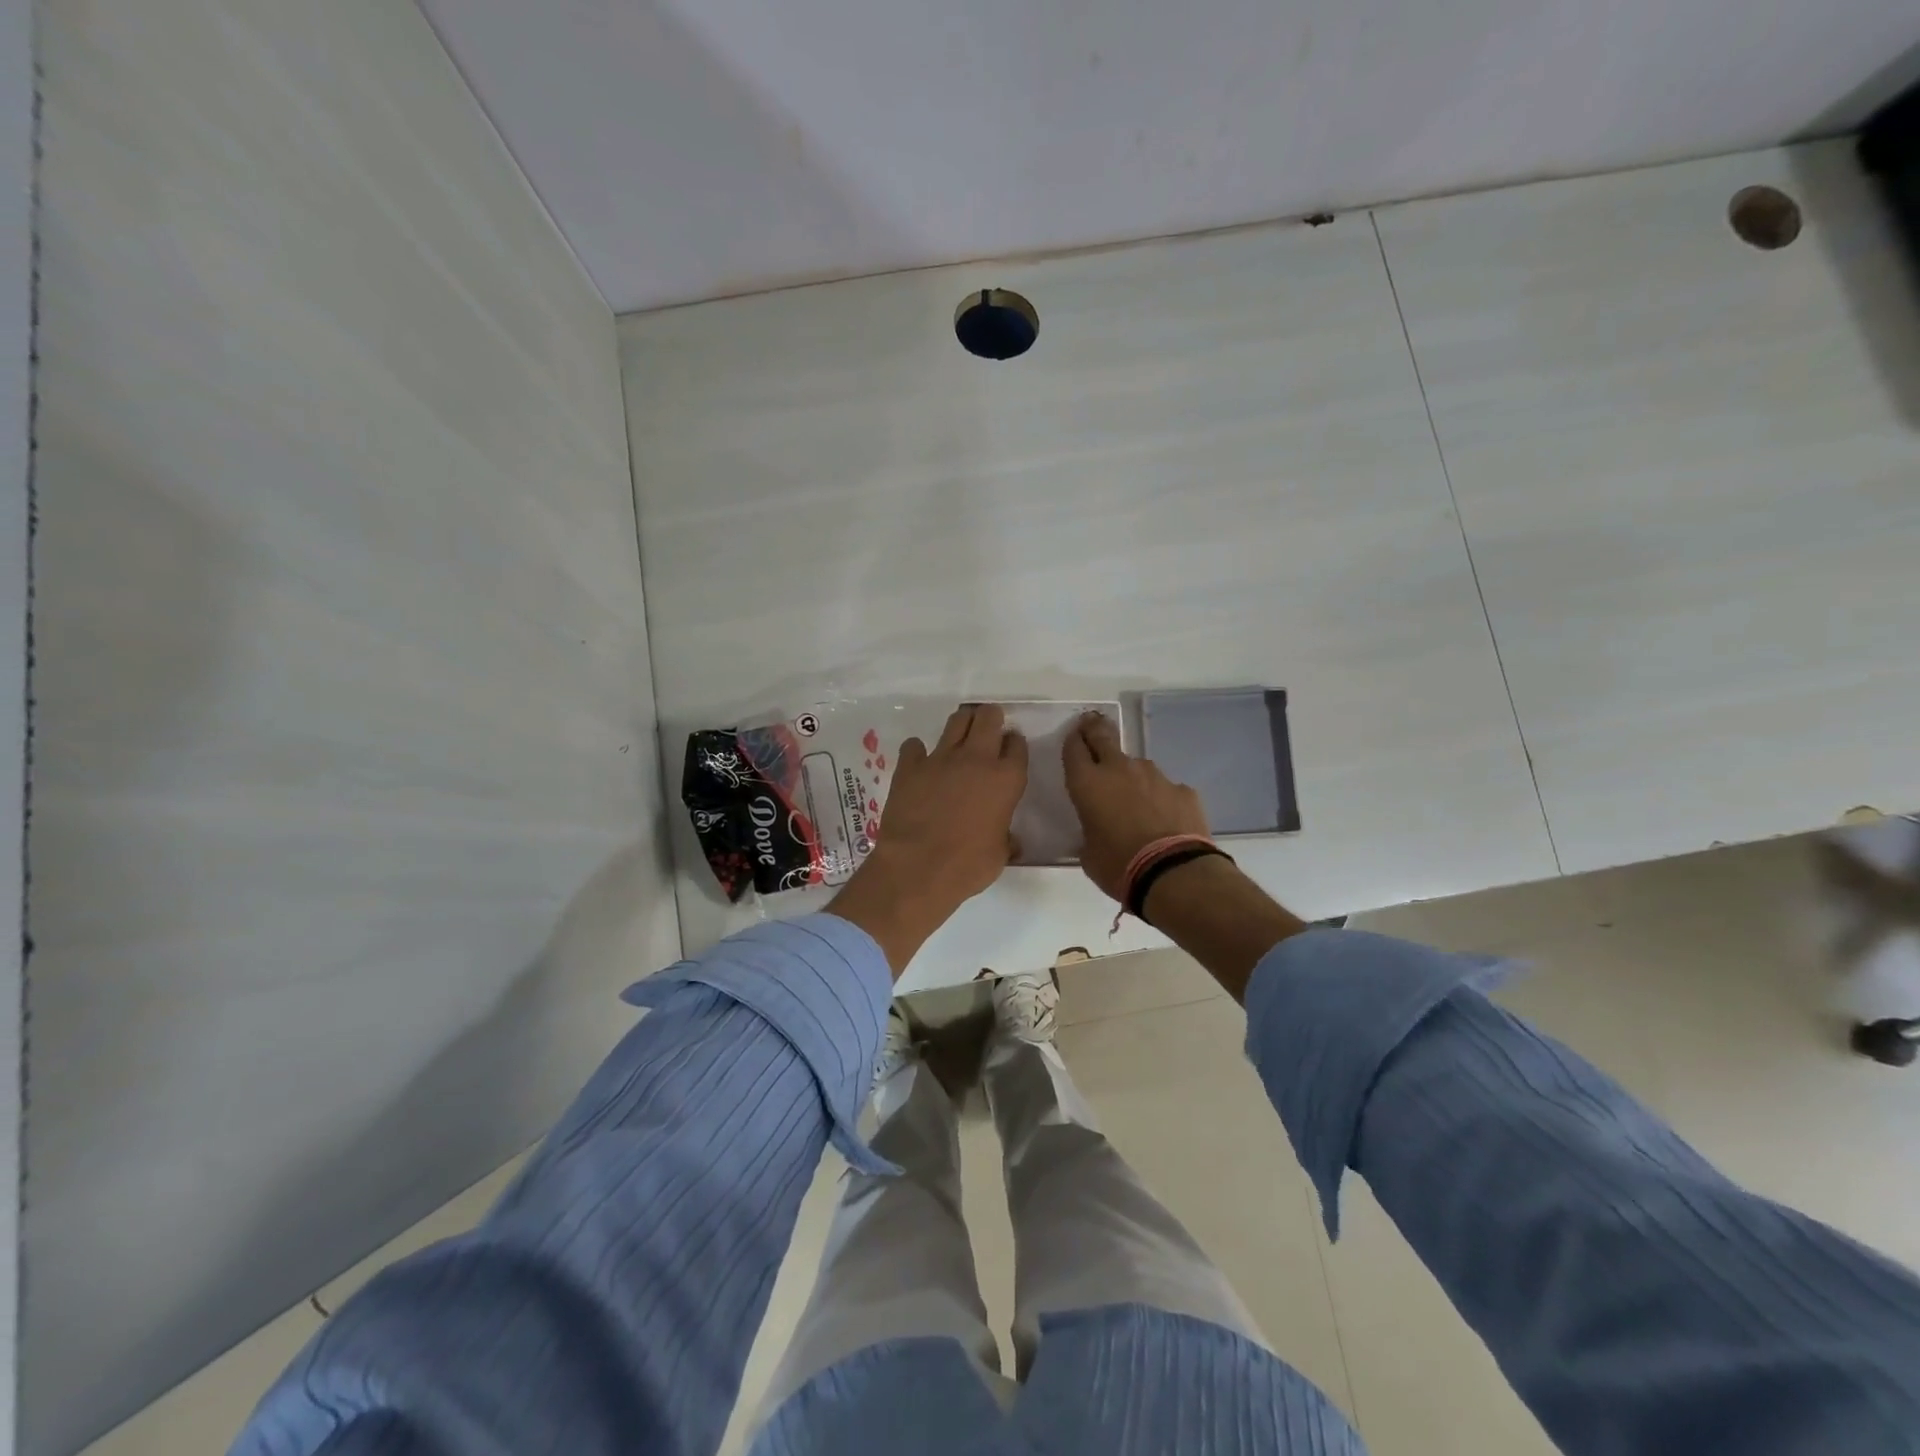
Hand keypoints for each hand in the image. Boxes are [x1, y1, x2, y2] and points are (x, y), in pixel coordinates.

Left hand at [831, 704, 1028, 975]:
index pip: (1017, 745)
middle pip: (988, 717)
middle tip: (986, 729)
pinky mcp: (910, 766)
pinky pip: (914, 745)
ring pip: (956, 720)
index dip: (1013, 744)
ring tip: (960, 736)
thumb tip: (1010, 840)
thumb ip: (1006, 838)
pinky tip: (919, 763)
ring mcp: (941, 758)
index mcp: (1006, 779)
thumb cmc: (967, 867)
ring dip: (961, 724)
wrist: (918, 868)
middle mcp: (976, 759)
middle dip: (989, 718)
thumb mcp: (1000, 855)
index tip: (1009, 750)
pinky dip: (918, 751)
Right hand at [1063, 711, 1210, 901]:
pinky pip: (1165, 789)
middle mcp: (1119, 769)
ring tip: (1135, 801)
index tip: (1073, 737)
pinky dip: (1160, 798)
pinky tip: (1164, 820)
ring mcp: (1155, 776)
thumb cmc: (1118, 866)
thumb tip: (1099, 829)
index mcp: (1088, 783)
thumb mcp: (1088, 854)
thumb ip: (1090, 831)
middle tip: (1091, 723)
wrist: (1173, 873)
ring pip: (1137, 766)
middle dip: (1095, 729)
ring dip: (1131, 776)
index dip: (1072, 741)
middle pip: (1103, 737)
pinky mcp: (1182, 790)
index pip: (1074, 749)